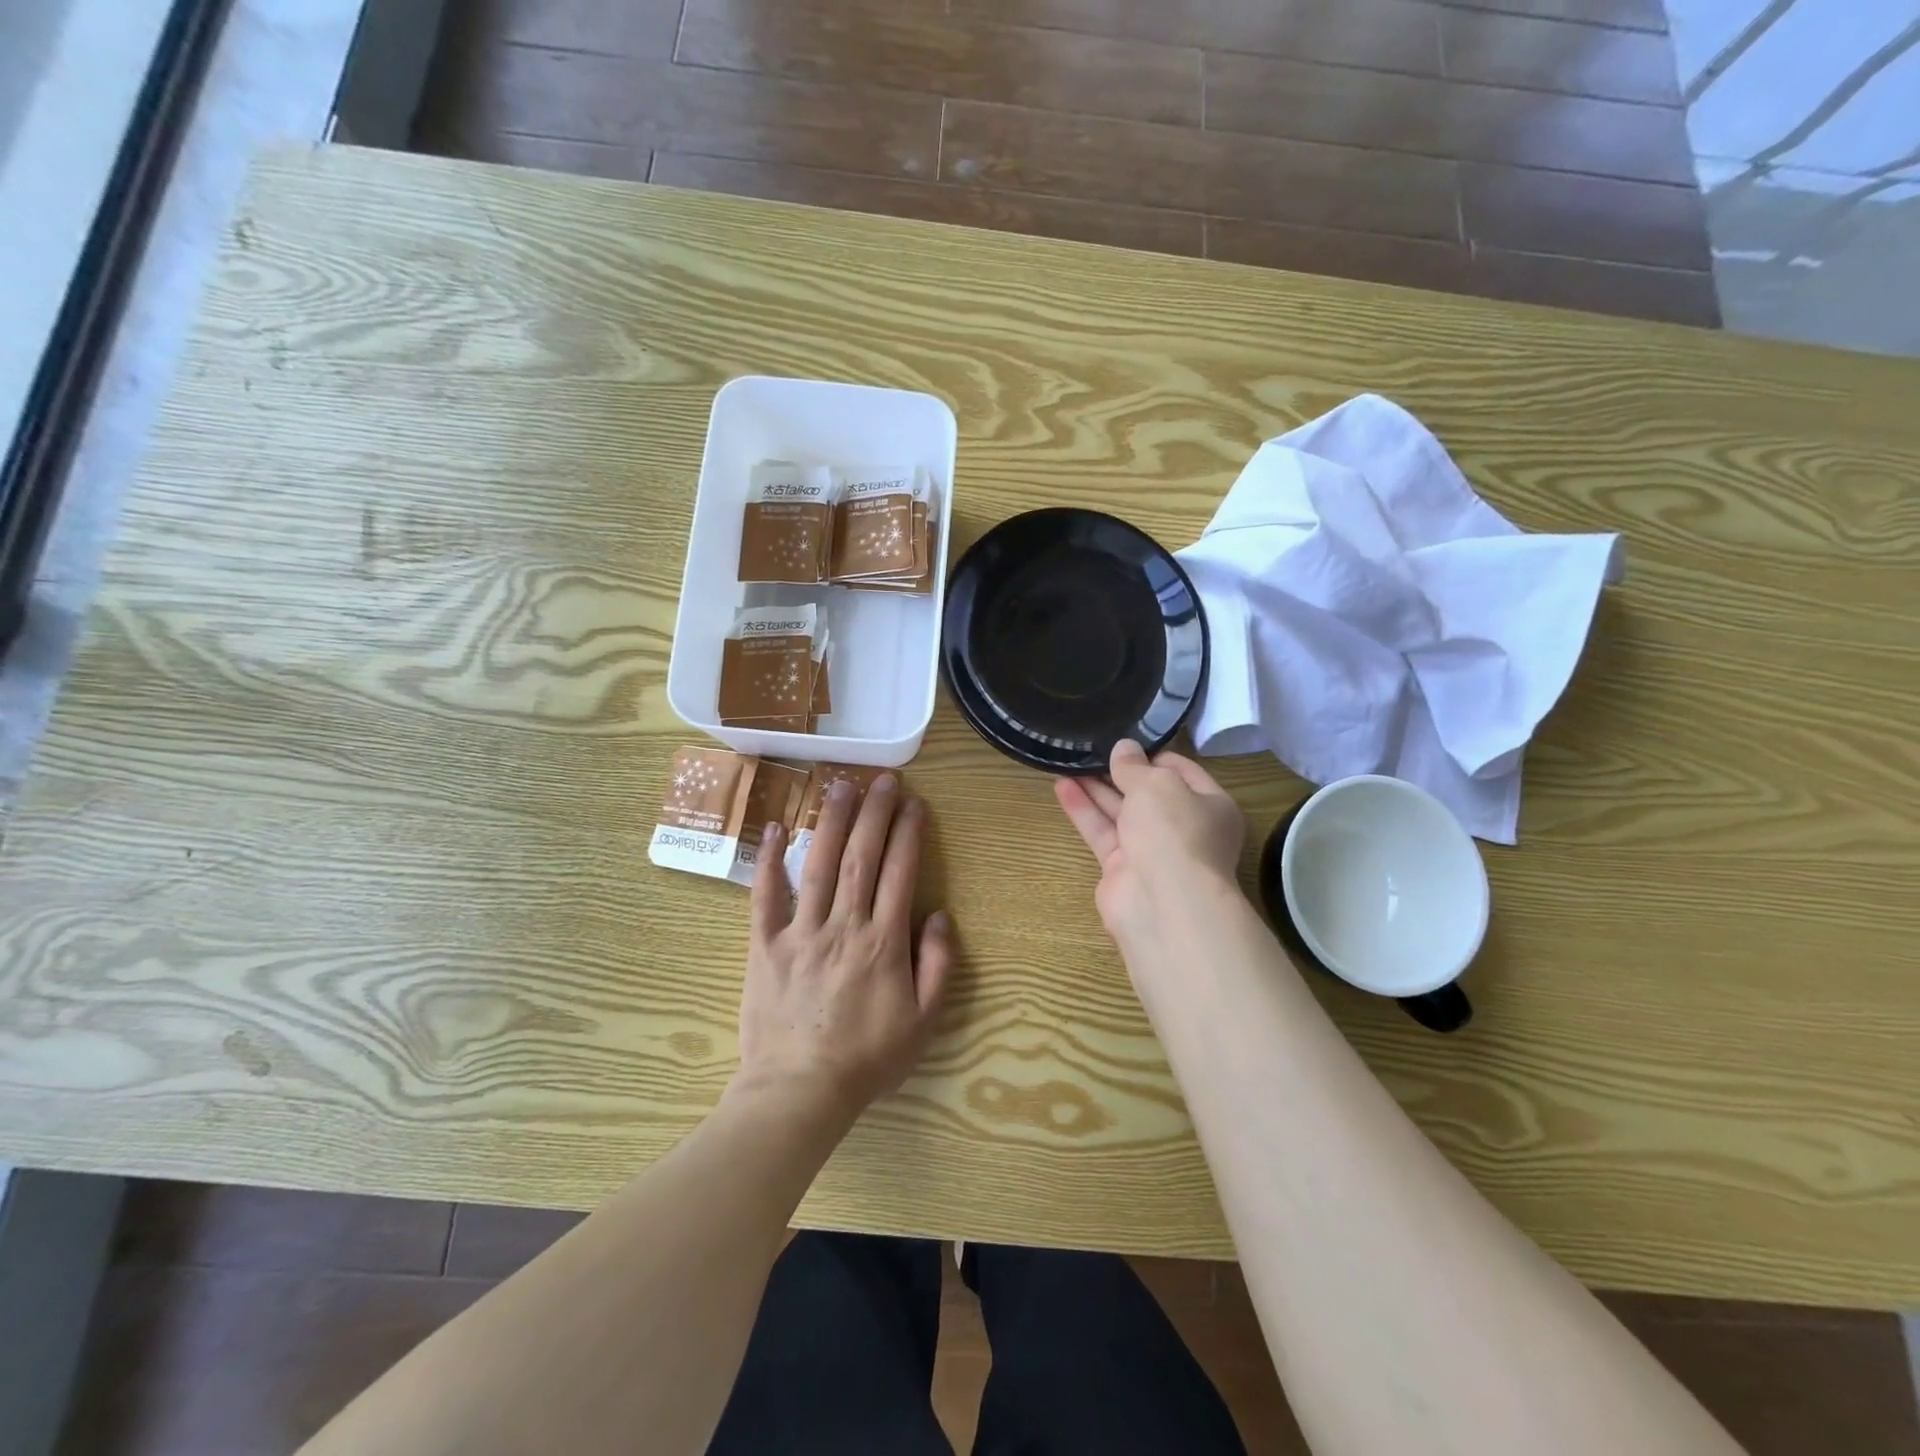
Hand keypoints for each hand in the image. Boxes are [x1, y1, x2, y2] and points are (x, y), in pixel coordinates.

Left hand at [736, 775, 953, 1127]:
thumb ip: (938, 965)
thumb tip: (939, 915)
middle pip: (862, 857)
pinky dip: (769, 861)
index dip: (908, 833)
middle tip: (883, 779)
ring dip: (832, 822)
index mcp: (883, 942)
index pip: (900, 873)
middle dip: (875, 813)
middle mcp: (843, 925)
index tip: (914, 803)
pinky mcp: (765, 944)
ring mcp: (801, 931)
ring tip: (841, 786)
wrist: (800, 1091)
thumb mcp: (923, 1021)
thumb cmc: (868, 1058)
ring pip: (819, 865)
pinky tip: (777, 827)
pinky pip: (765, 896)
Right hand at [1054, 739, 1245, 956]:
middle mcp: (1183, 828)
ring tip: (1068, 760)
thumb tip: (1124, 748)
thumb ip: (1135, 766)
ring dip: (1096, 787)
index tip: (1124, 739)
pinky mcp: (1122, 868)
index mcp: (1210, 805)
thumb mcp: (1157, 785)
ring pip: (1120, 812)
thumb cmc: (1174, 831)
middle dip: (1120, 771)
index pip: (1182, 771)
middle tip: (1090, 747)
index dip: (1152, 754)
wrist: (1163, 903)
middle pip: (1148, 793)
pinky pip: (1102, 832)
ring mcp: (1152, 850)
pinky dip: (1084, 810)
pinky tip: (1061, 785)